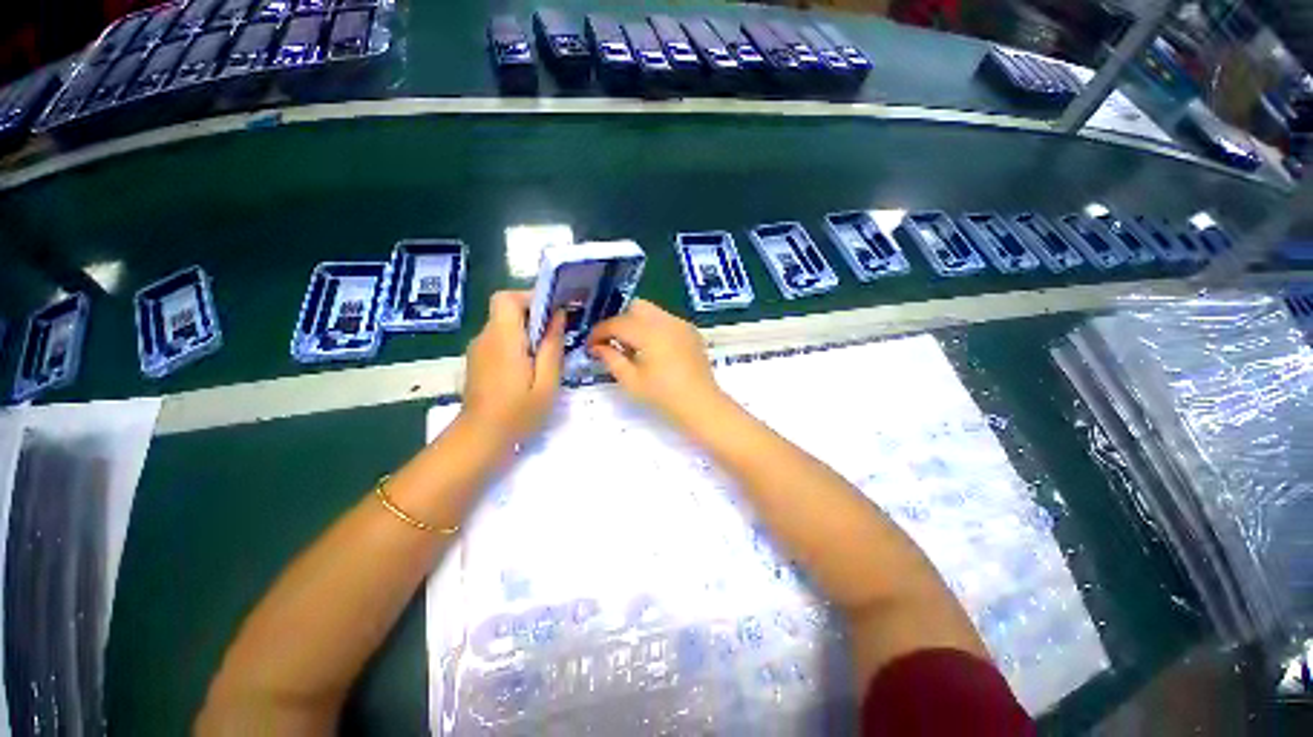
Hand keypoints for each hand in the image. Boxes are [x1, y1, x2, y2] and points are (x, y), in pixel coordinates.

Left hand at [461, 291, 565, 444]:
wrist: (479, 440)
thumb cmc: (518, 413)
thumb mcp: (547, 382)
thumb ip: (552, 346)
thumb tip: (559, 316)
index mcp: (503, 339)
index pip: (507, 298)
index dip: (530, 297)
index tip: (553, 312)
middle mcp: (486, 337)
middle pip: (506, 309)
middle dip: (534, 315)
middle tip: (556, 337)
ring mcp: (478, 349)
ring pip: (504, 324)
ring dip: (526, 331)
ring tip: (546, 355)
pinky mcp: (478, 360)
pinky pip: (499, 339)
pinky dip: (517, 343)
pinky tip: (530, 367)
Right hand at [587, 300, 726, 428]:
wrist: (701, 404)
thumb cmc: (664, 396)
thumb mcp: (631, 381)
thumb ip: (611, 359)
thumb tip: (597, 346)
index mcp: (649, 333)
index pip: (617, 323)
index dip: (599, 332)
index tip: (590, 345)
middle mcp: (666, 321)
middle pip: (635, 307)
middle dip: (620, 321)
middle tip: (613, 343)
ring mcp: (681, 324)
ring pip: (652, 311)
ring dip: (637, 323)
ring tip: (633, 348)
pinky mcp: (690, 330)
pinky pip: (666, 319)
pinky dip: (654, 327)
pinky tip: (654, 350)